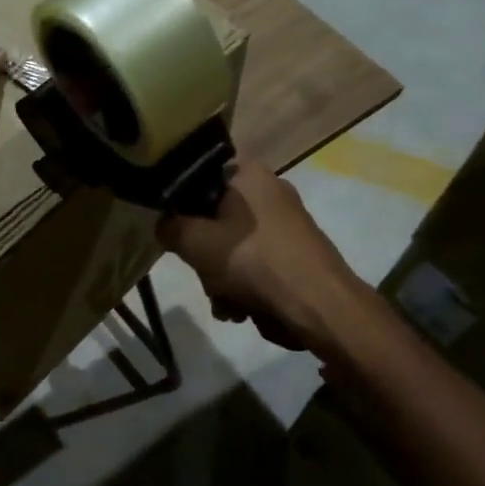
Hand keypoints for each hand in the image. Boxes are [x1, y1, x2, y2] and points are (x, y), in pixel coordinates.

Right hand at [158, 161, 365, 353]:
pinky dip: (246, 287)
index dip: (182, 206)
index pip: (200, 177)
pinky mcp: (297, 252)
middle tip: (205, 279)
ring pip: (234, 246)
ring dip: (222, 279)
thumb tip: (165, 225)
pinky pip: (257, 263)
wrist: (319, 304)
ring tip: (227, 306)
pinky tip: (244, 311)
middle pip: (216, 218)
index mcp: (248, 173)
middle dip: (205, 258)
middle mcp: (270, 190)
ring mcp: (287, 223)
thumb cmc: (253, 260)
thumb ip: (170, 228)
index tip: (176, 234)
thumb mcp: (195, 242)